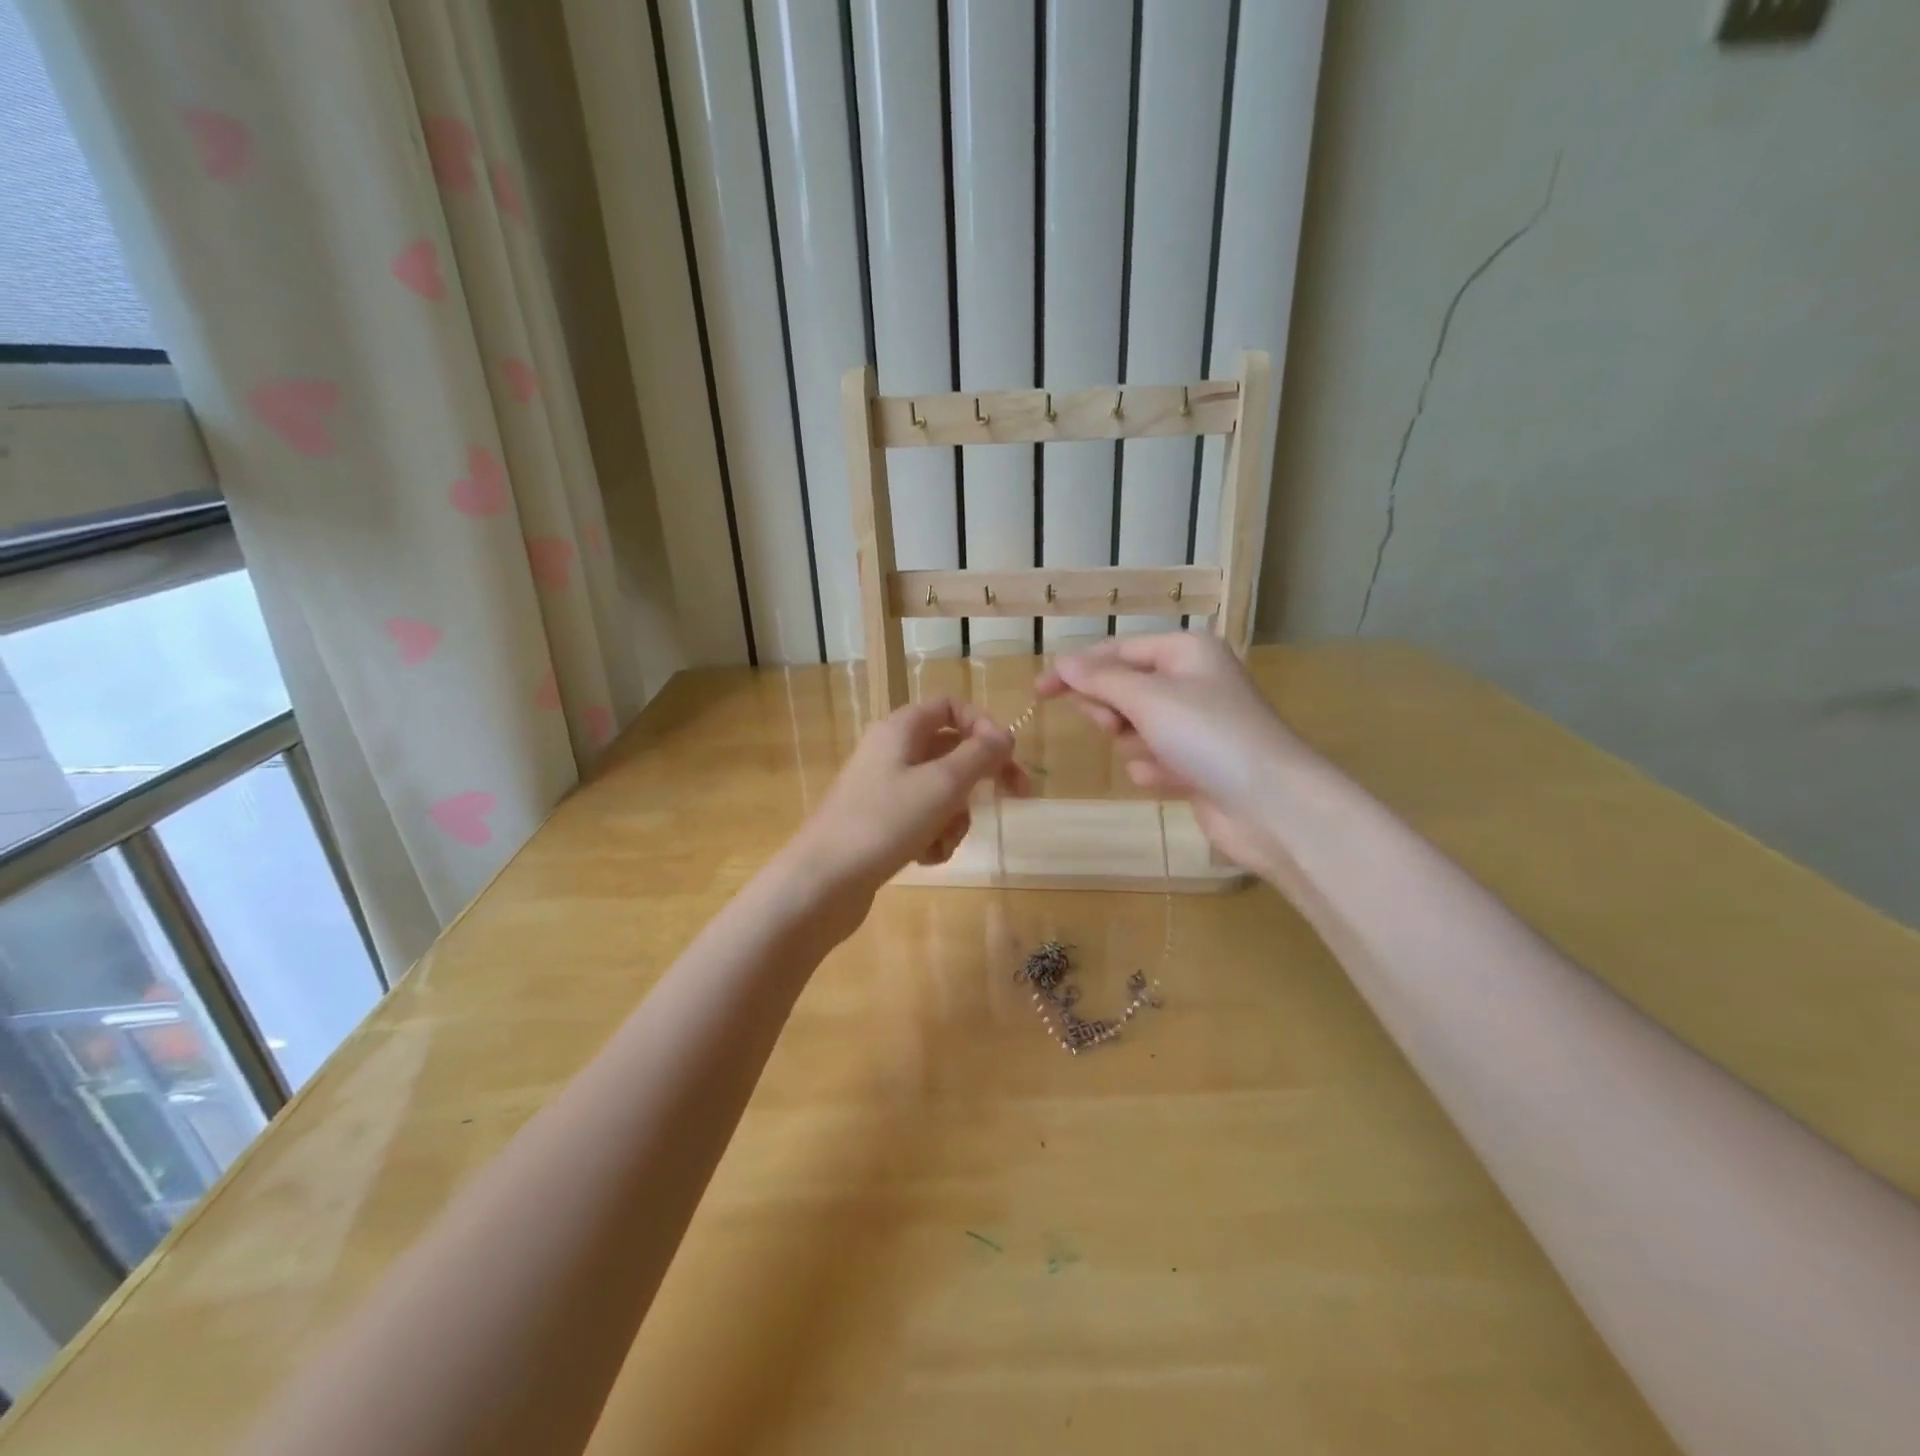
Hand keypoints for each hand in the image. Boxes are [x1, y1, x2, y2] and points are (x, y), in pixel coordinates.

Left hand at [781, 698, 1028, 916]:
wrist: (823, 881)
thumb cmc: (885, 822)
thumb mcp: (943, 784)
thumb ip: (980, 755)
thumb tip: (1004, 736)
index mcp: (900, 729)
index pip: (950, 707)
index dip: (983, 725)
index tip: (1008, 756)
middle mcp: (890, 752)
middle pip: (950, 751)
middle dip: (980, 777)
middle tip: (1016, 796)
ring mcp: (882, 790)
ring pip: (939, 791)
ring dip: (955, 816)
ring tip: (945, 839)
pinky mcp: (878, 824)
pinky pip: (921, 820)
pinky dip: (932, 836)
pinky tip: (926, 857)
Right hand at [1036, 634, 1303, 875]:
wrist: (1272, 807)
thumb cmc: (1209, 737)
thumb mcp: (1148, 699)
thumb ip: (1101, 680)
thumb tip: (1063, 662)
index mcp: (1186, 652)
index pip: (1117, 651)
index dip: (1077, 669)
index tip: (1039, 691)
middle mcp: (1193, 682)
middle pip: (1125, 688)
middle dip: (1112, 709)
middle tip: (1112, 725)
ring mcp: (1198, 725)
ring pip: (1136, 727)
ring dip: (1135, 744)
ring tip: (1154, 756)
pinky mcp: (1198, 764)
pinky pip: (1154, 758)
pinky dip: (1154, 769)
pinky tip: (1171, 780)